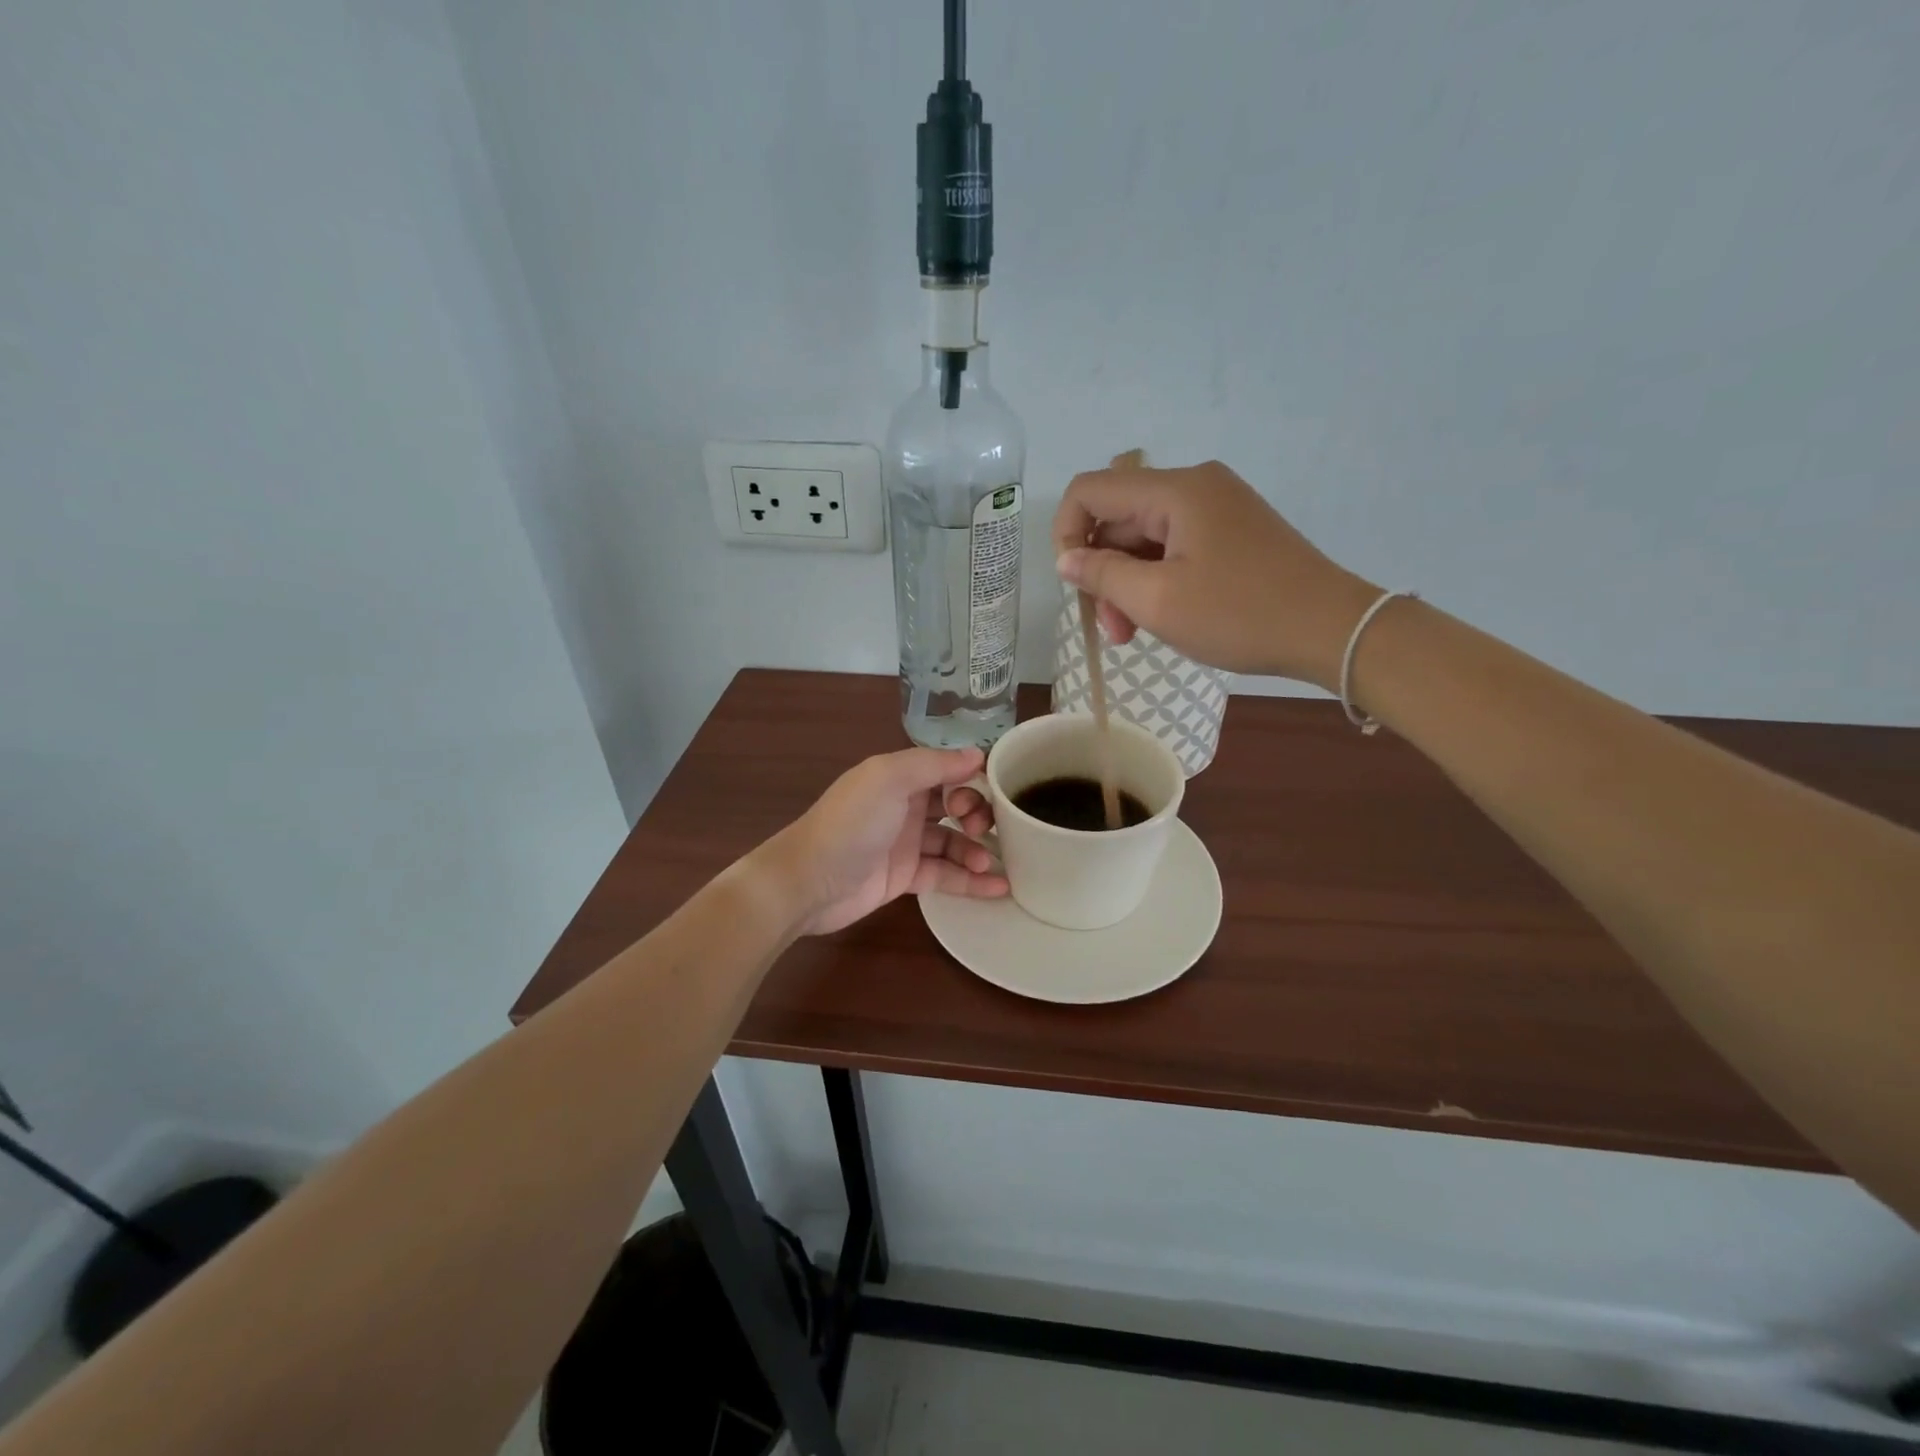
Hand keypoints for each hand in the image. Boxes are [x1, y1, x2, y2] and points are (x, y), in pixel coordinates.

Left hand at [763, 747, 1004, 935]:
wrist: (808, 881)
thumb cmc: (850, 823)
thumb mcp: (889, 778)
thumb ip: (934, 764)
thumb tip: (978, 754)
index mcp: (900, 776)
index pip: (947, 770)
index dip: (972, 778)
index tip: (995, 791)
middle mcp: (905, 806)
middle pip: (955, 805)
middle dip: (978, 814)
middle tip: (985, 829)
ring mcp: (905, 843)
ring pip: (953, 842)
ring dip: (977, 849)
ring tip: (990, 862)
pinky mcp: (905, 878)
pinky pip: (945, 875)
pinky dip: (971, 881)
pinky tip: (998, 887)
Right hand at [1052, 459, 1379, 689]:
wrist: (1331, 629)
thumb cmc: (1240, 614)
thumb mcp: (1158, 601)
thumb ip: (1102, 575)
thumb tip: (1066, 560)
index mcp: (1176, 491)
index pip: (1090, 491)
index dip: (1066, 534)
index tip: (1076, 585)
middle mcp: (1195, 486)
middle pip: (1118, 517)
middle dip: (1103, 571)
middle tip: (1114, 629)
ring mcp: (1217, 507)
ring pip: (1144, 536)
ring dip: (1129, 582)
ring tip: (1135, 632)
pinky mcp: (1232, 530)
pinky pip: (1174, 545)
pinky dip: (1157, 578)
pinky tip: (1163, 614)